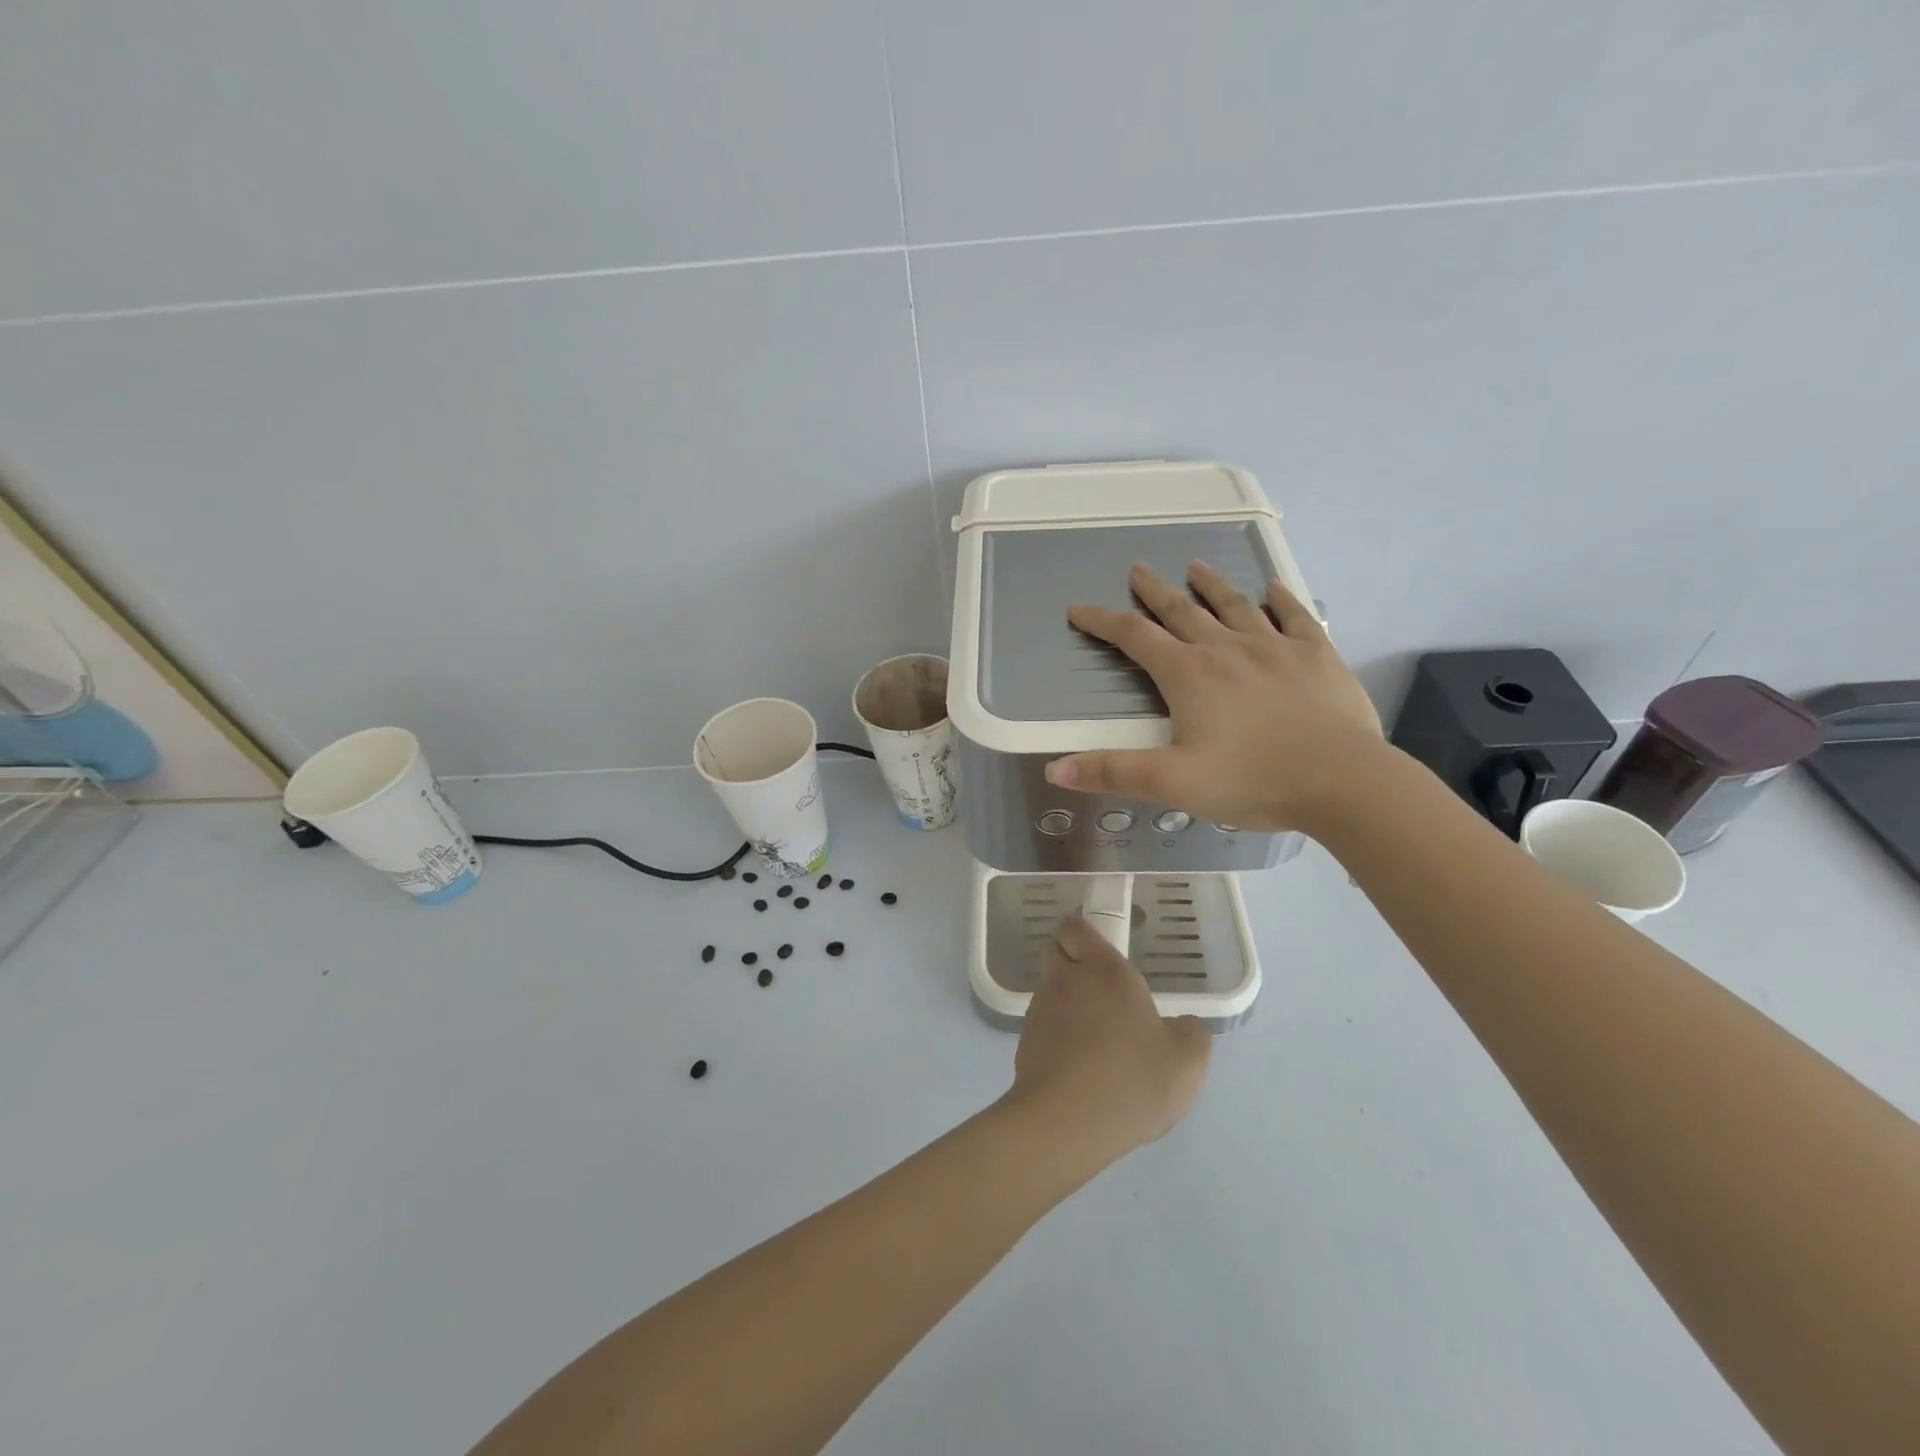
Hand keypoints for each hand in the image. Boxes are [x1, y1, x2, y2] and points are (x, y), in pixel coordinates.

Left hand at [1004, 917, 1210, 1166]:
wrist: (1065, 1123)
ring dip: (1066, 1003)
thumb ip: (1191, 1034)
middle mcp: (1066, 980)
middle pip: (1056, 953)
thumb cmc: (1130, 1079)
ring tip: (1094, 1038)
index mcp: (1104, 970)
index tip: (1102, 953)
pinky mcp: (1024, 1043)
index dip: (1084, 935)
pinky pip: (1042, 1027)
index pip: (1076, 928)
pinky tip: (1079, 1066)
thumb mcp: (1186, 1062)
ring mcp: (1040, 1011)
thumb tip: (1182, 1026)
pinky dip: (1057, 1036)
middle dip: (1072, 963)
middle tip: (1101, 992)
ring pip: (1049, 991)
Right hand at [1045, 560, 1382, 833]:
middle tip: (1137, 570)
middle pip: (1181, 611)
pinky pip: (1294, 617)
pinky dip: (1280, 600)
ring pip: (1234, 605)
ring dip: (1211, 585)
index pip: (1134, 638)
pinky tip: (1273, 589)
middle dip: (1154, 591)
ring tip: (1195, 566)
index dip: (1102, 622)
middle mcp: (1226, 649)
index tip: (1078, 609)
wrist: (1343, 781)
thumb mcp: (1172, 783)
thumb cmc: (1252, 780)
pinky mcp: (1316, 656)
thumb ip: (1113, 772)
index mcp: (1188, 675)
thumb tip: (1053, 769)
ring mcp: (1275, 647)